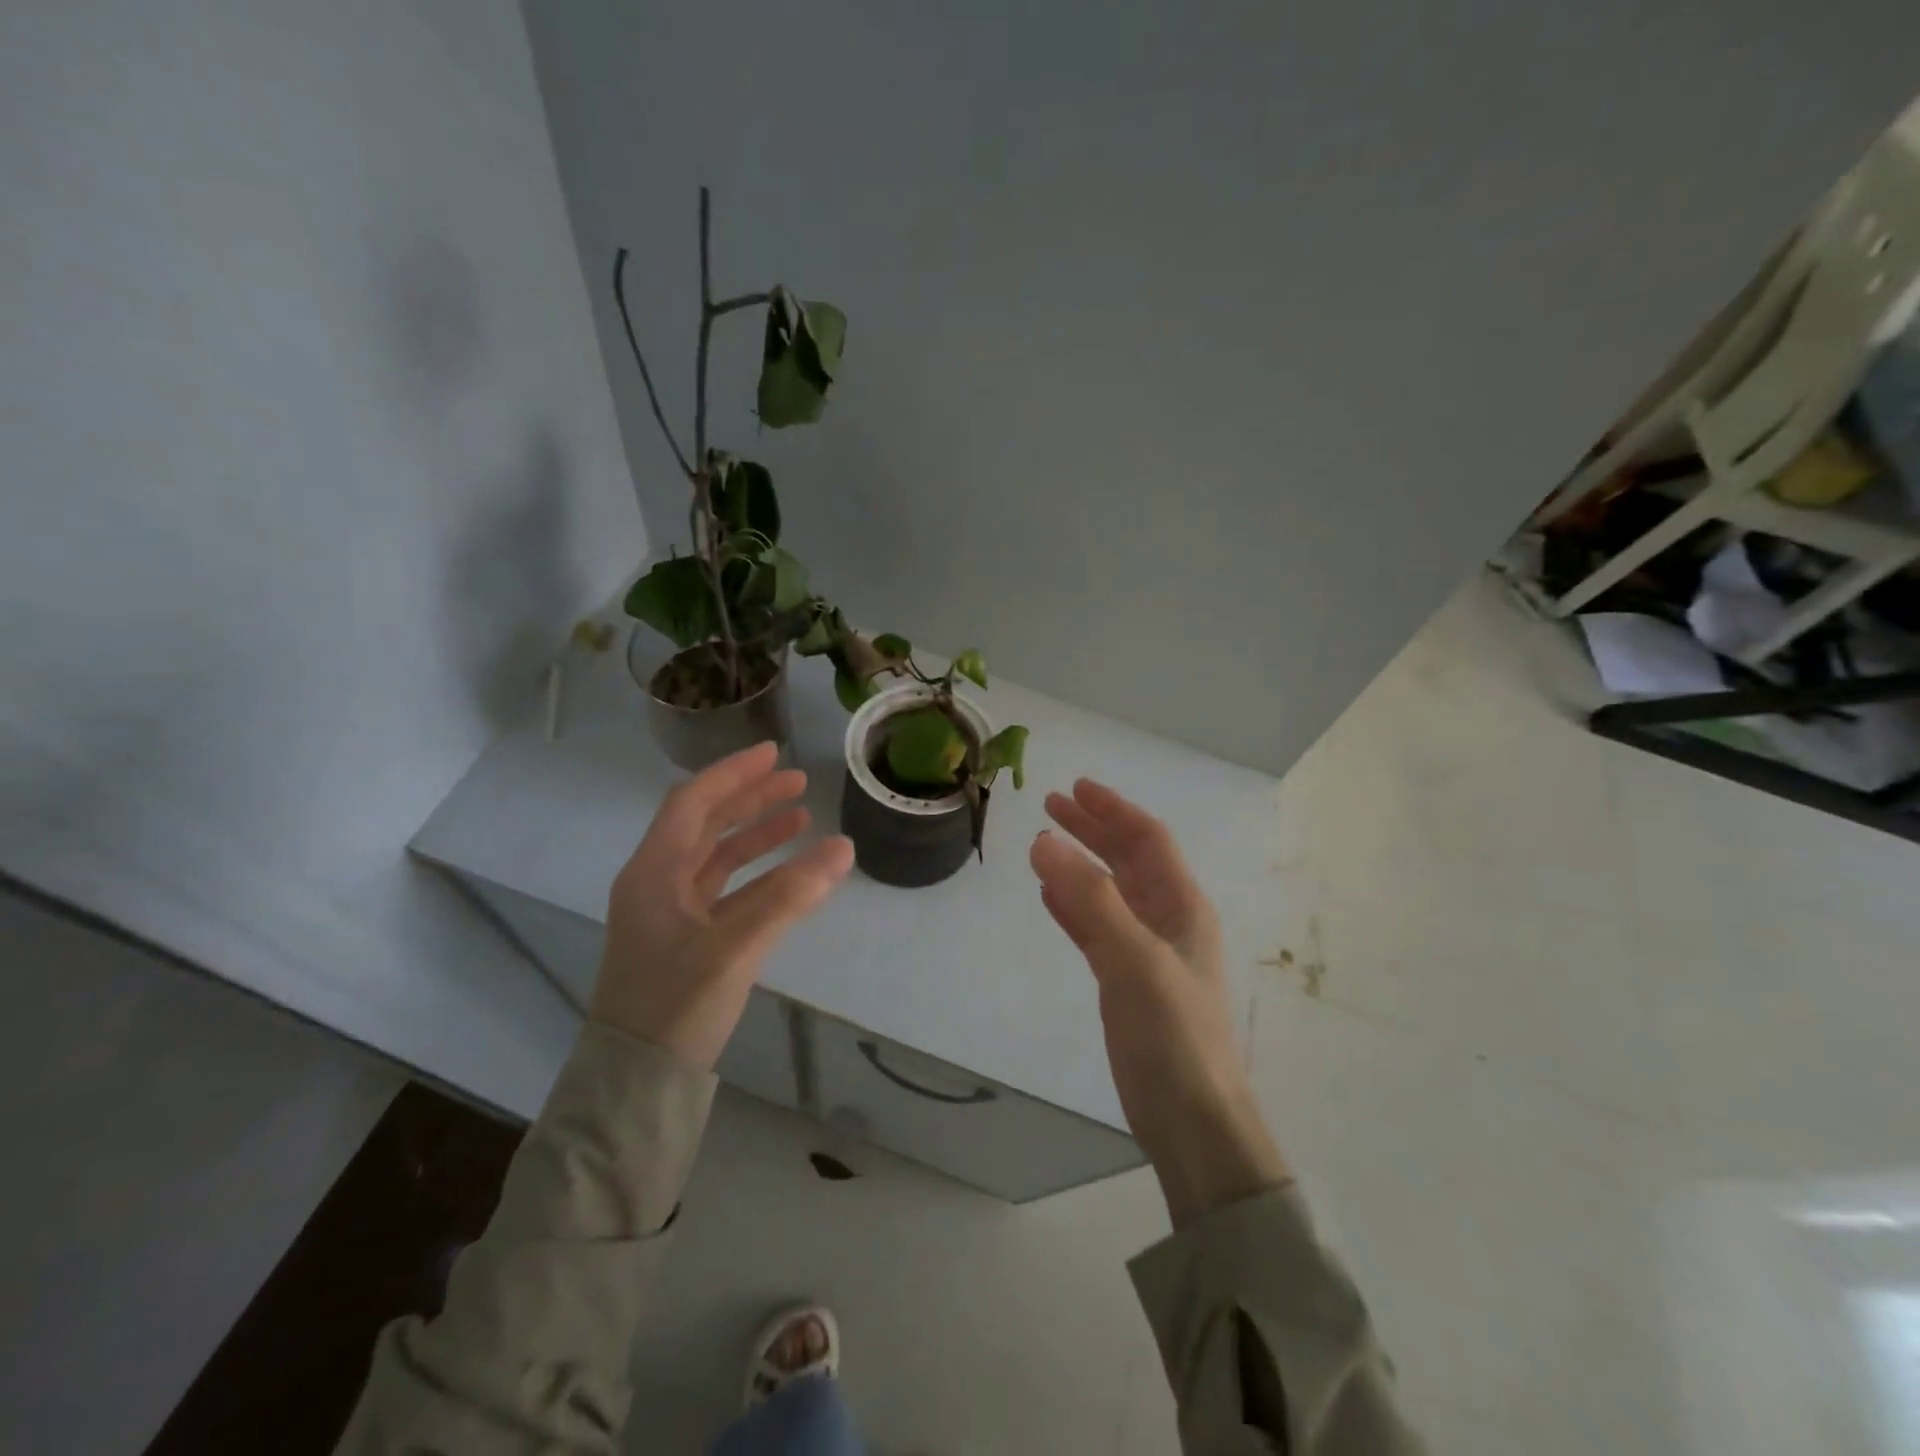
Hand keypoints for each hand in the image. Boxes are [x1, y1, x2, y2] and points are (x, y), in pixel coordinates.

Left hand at [591, 742, 853, 1069]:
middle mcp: (657, 883)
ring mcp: (671, 912)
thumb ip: (790, 896)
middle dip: (750, 799)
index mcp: (653, 873)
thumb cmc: (674, 1005)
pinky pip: (725, 891)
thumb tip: (844, 847)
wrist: (636, 1080)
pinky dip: (757, 875)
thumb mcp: (734, 948)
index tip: (774, 754)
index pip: (692, 802)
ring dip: (756, 835)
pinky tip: (790, 873)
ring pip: (716, 857)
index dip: (734, 774)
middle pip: (705, 824)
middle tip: (798, 781)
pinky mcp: (687, 939)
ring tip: (802, 818)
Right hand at [1032, 779, 1288, 1226]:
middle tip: (1052, 806)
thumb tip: (1044, 840)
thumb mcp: (1133, 959)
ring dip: (1081, 864)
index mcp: (1183, 907)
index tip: (1076, 788)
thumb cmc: (1173, 1034)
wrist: (1192, 1121)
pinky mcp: (1127, 981)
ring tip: (1044, 844)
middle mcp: (1168, 920)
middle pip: (1128, 860)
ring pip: (1110, 892)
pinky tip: (1050, 898)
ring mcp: (1147, 952)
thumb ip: (1090, 899)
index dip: (1114, 810)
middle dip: (1093, 830)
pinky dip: (1074, 907)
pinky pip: (1096, 928)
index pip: (1148, 840)